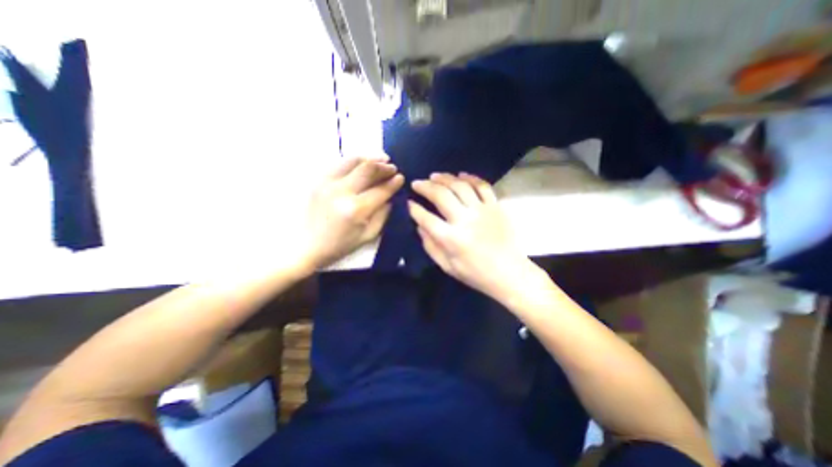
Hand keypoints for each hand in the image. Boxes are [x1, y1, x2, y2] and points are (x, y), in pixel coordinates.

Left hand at [302, 158, 403, 270]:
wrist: (305, 245)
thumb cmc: (339, 245)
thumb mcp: (367, 236)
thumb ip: (382, 215)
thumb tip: (391, 197)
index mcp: (356, 210)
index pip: (380, 190)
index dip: (393, 183)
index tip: (401, 178)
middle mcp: (341, 191)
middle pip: (368, 169)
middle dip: (384, 167)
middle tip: (393, 168)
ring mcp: (327, 183)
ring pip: (353, 160)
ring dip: (370, 158)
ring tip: (381, 159)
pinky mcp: (318, 180)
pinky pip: (340, 163)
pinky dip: (354, 161)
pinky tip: (362, 164)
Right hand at [409, 174, 539, 300]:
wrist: (509, 273)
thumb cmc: (476, 274)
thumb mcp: (447, 266)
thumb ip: (430, 246)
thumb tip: (420, 226)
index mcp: (451, 239)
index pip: (426, 218)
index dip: (414, 209)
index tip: (408, 203)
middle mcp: (465, 220)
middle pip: (441, 195)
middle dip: (425, 187)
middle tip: (417, 183)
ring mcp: (482, 210)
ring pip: (460, 186)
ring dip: (444, 178)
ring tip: (434, 176)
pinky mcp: (495, 206)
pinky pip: (482, 186)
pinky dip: (470, 178)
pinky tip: (461, 175)